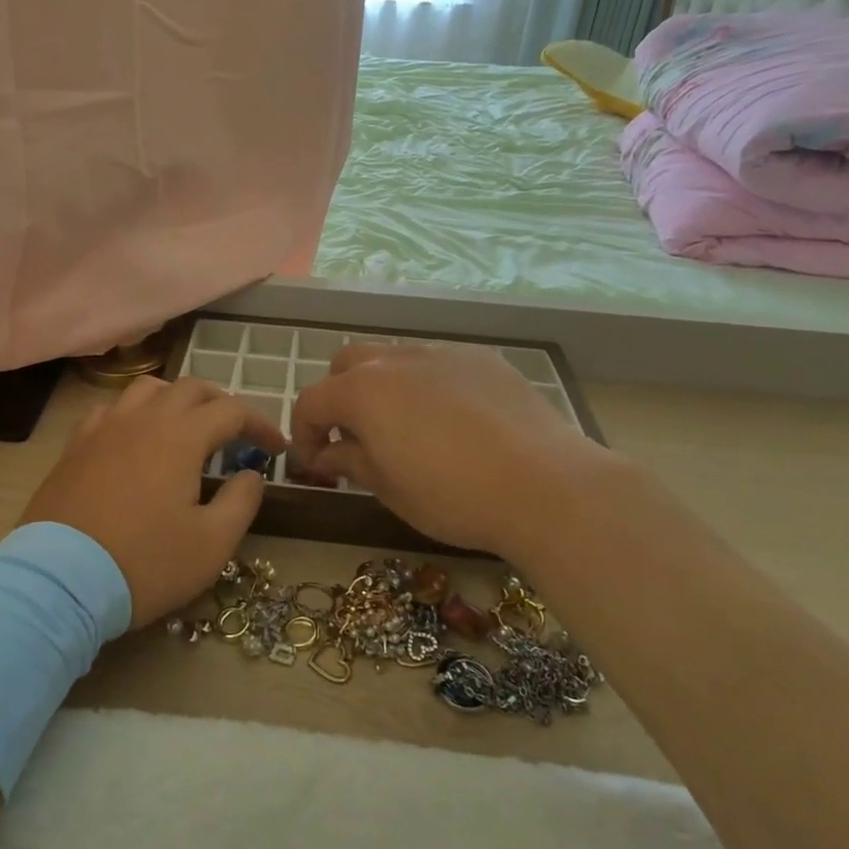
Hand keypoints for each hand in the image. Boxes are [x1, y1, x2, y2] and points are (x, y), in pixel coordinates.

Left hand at [20, 376, 286, 628]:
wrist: (59, 581)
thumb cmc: (145, 563)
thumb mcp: (212, 544)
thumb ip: (241, 501)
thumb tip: (250, 473)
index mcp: (181, 436)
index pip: (232, 411)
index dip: (260, 424)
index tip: (276, 448)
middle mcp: (143, 419)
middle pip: (191, 388)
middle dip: (221, 404)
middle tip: (236, 434)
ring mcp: (104, 428)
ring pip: (147, 389)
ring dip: (176, 400)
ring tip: (186, 426)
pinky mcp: (75, 446)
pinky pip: (111, 410)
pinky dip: (134, 414)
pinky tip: (135, 439)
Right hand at [288, 343, 614, 555]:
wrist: (545, 485)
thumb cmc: (453, 495)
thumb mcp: (389, 488)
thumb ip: (350, 460)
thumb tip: (327, 453)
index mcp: (362, 391)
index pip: (311, 401)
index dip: (304, 433)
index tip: (315, 463)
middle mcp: (395, 360)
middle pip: (346, 364)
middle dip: (338, 397)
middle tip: (354, 437)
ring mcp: (442, 353)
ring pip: (394, 358)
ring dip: (383, 387)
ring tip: (406, 427)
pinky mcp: (483, 359)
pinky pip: (439, 364)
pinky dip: (429, 386)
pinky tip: (455, 422)